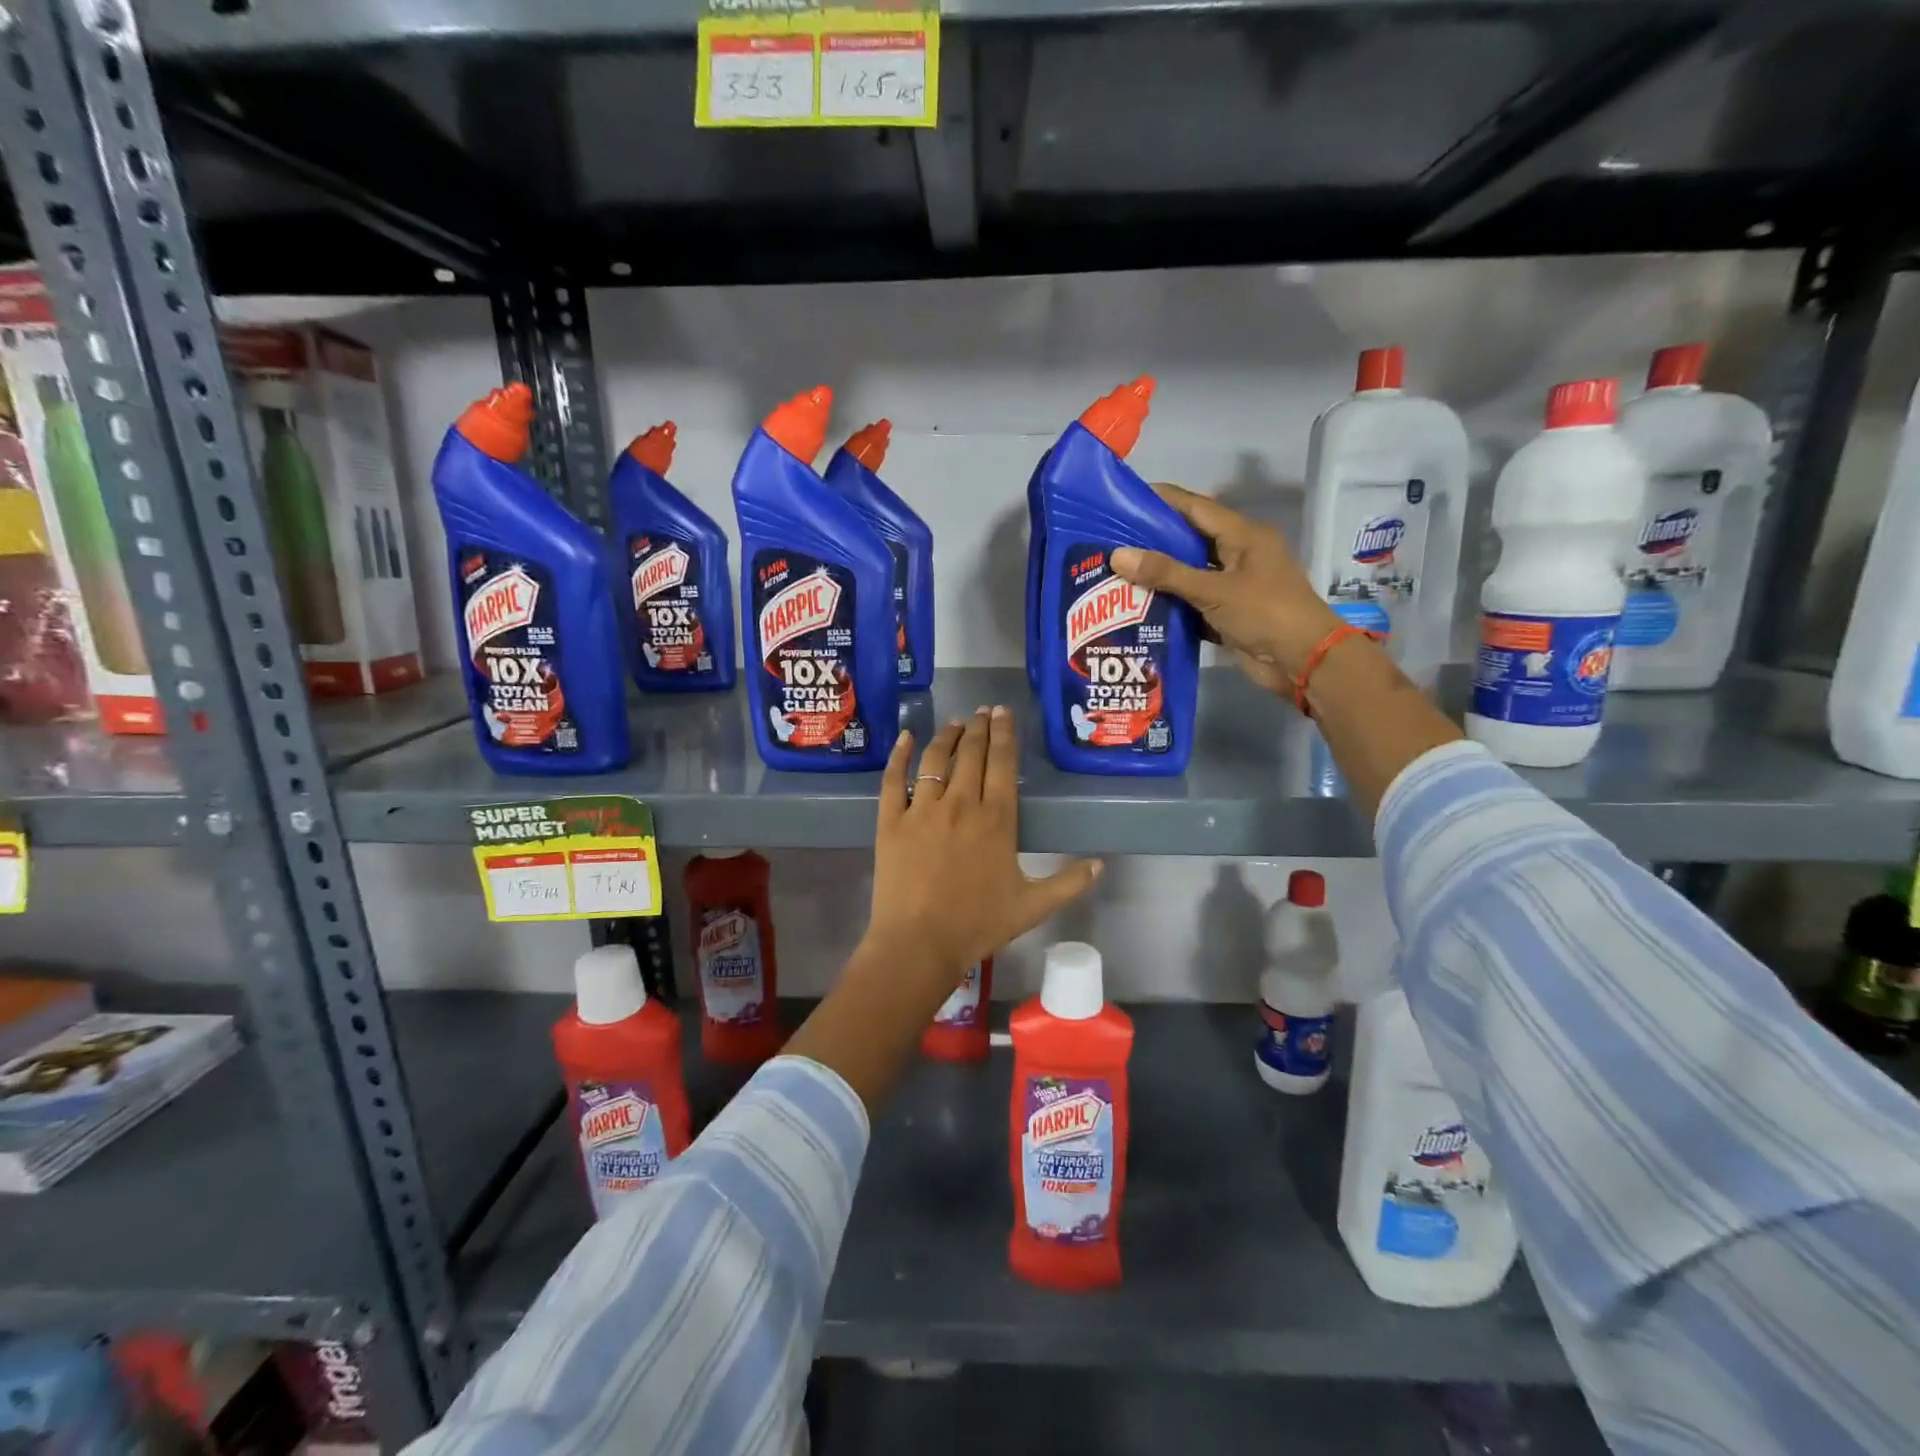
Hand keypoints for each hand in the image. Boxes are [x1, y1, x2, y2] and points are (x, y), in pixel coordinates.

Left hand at [864, 706, 1101, 991]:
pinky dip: (899, 756)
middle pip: (972, 754)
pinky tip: (906, 738)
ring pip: (936, 759)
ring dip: (947, 736)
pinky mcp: (891, 820)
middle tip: (983, 710)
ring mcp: (922, 809)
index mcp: (997, 819)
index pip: (1003, 763)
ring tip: (955, 723)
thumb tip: (1101, 865)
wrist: (919, 943)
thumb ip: (1068, 883)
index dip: (1005, 733)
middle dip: (979, 727)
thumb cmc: (978, 925)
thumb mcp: (1032, 907)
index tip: (1004, 712)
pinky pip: (894, 779)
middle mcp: (960, 803)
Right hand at [1111, 484, 1343, 696]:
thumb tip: (1118, 555)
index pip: (1196, 508)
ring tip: (1117, 571)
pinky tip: (1137, 605)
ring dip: (1159, 574)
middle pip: (1190, 540)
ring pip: (1189, 573)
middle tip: (1112, 538)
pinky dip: (1170, 603)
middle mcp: (1239, 555)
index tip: (1126, 498)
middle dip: (1153, 539)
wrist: (1302, 661)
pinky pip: (1192, 602)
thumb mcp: (1213, 590)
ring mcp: (1234, 586)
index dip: (1163, 500)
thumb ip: (1166, 573)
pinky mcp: (1228, 614)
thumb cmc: (1265, 613)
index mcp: (1244, 536)